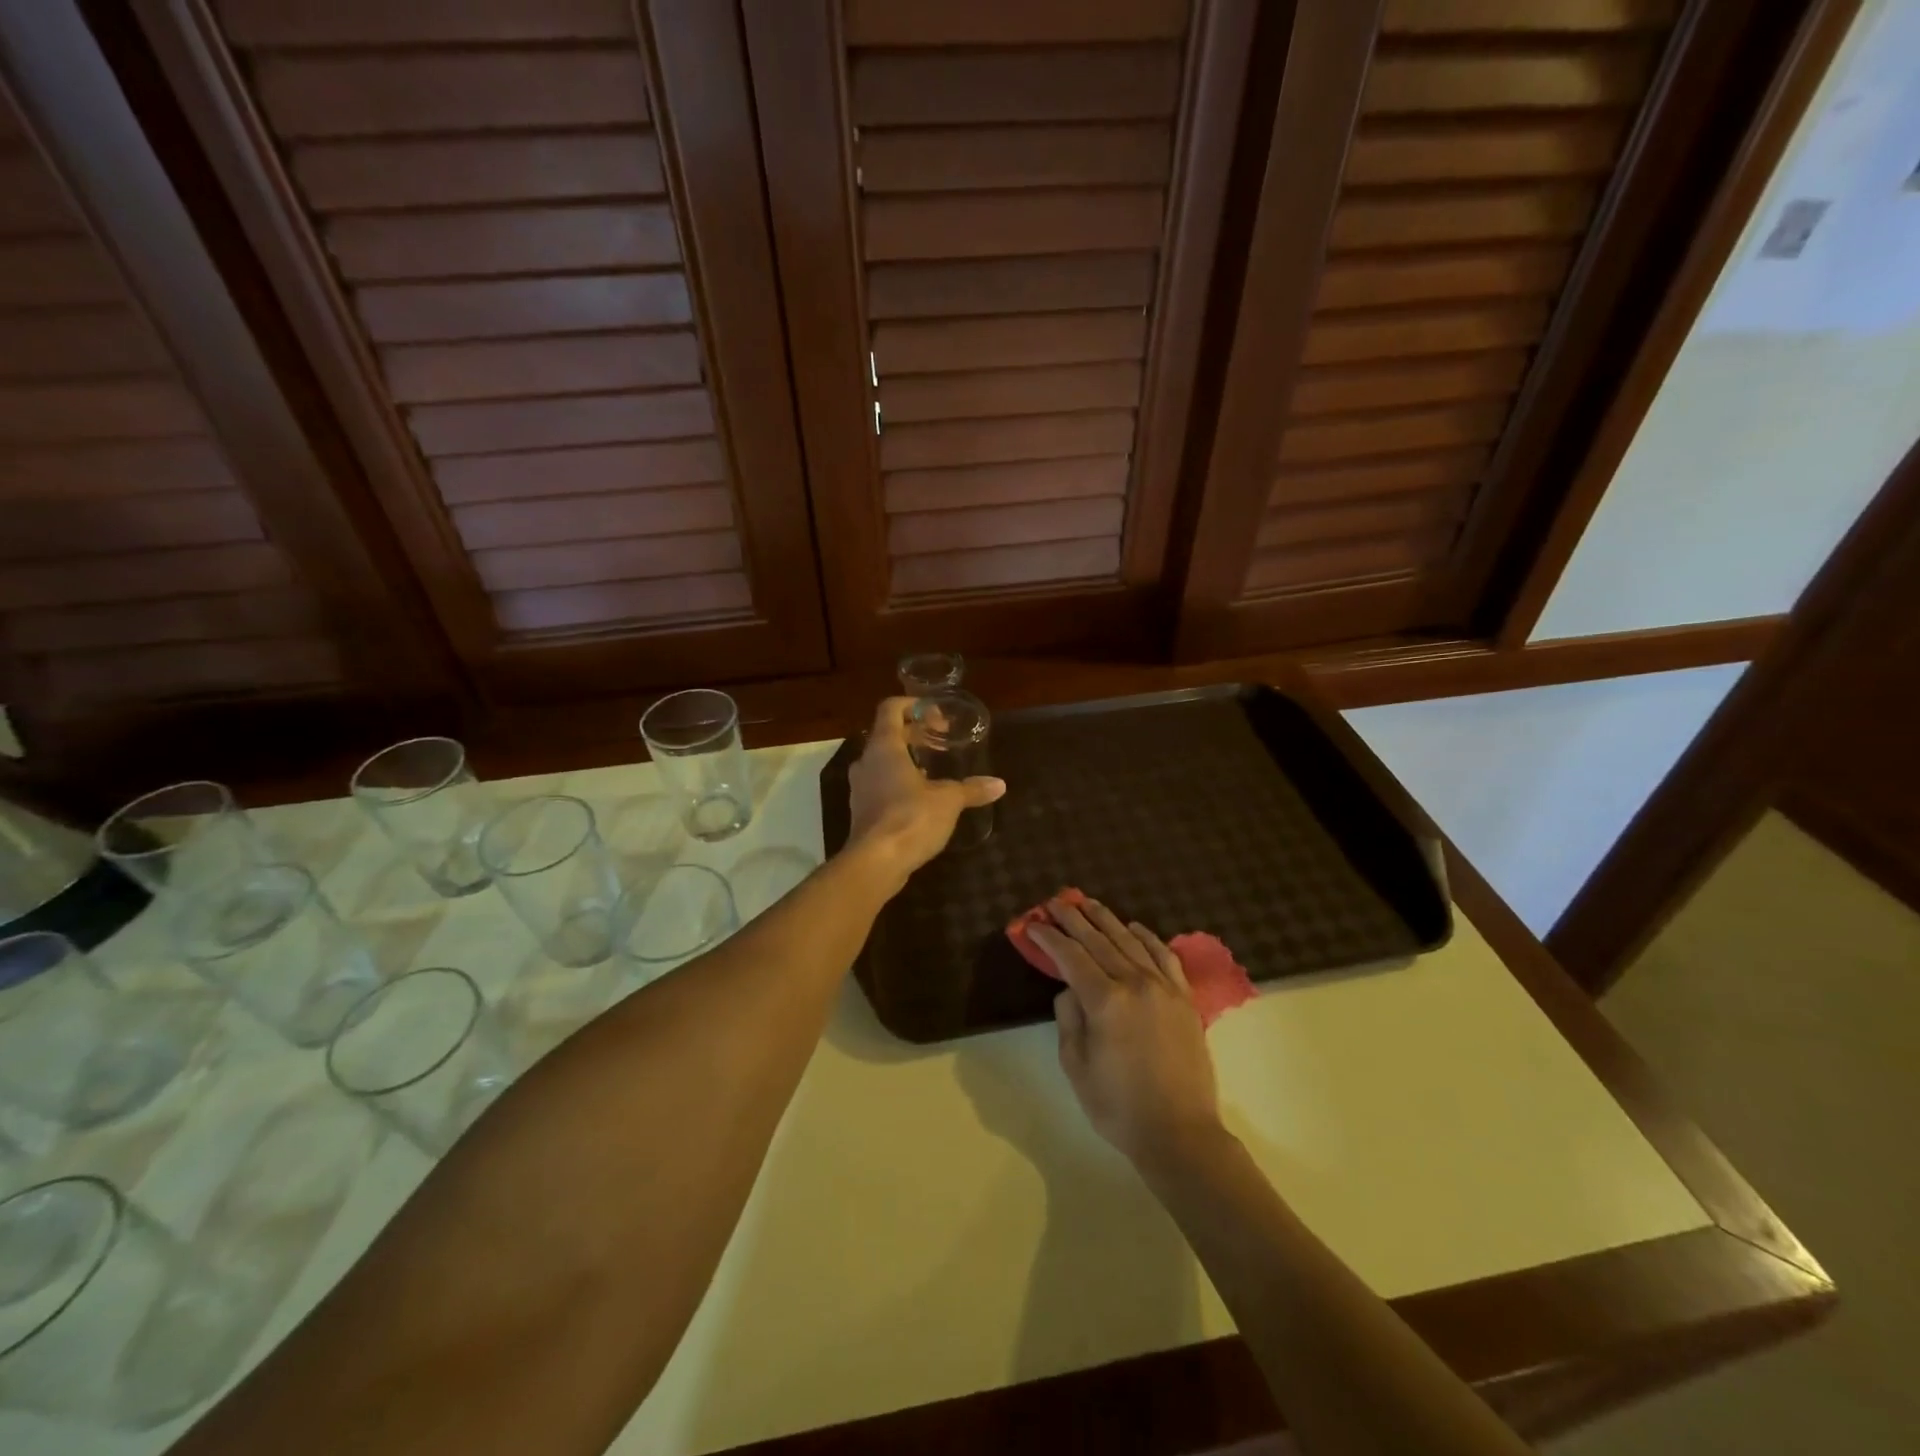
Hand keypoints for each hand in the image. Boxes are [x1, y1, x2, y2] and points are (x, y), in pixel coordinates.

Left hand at [845, 697, 1004, 885]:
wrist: (876, 862)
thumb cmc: (911, 818)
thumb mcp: (949, 800)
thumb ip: (971, 789)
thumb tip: (999, 785)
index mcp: (884, 747)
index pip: (890, 709)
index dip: (912, 706)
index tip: (935, 716)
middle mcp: (866, 761)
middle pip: (886, 735)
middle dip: (913, 735)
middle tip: (940, 742)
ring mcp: (859, 788)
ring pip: (881, 762)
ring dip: (904, 761)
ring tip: (932, 771)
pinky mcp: (861, 811)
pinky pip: (878, 786)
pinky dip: (897, 784)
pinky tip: (919, 800)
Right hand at [1029, 897, 1222, 1166]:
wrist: (1180, 1133)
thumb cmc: (1118, 1106)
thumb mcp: (1076, 1065)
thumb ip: (1068, 1018)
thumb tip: (1070, 989)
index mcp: (1105, 1000)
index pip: (1071, 956)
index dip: (1049, 938)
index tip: (1033, 924)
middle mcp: (1135, 983)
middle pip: (1099, 940)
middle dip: (1074, 918)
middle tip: (1056, 901)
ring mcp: (1164, 987)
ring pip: (1130, 940)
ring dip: (1107, 919)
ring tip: (1088, 902)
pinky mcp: (1184, 998)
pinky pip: (1164, 955)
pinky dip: (1147, 937)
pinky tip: (1134, 927)